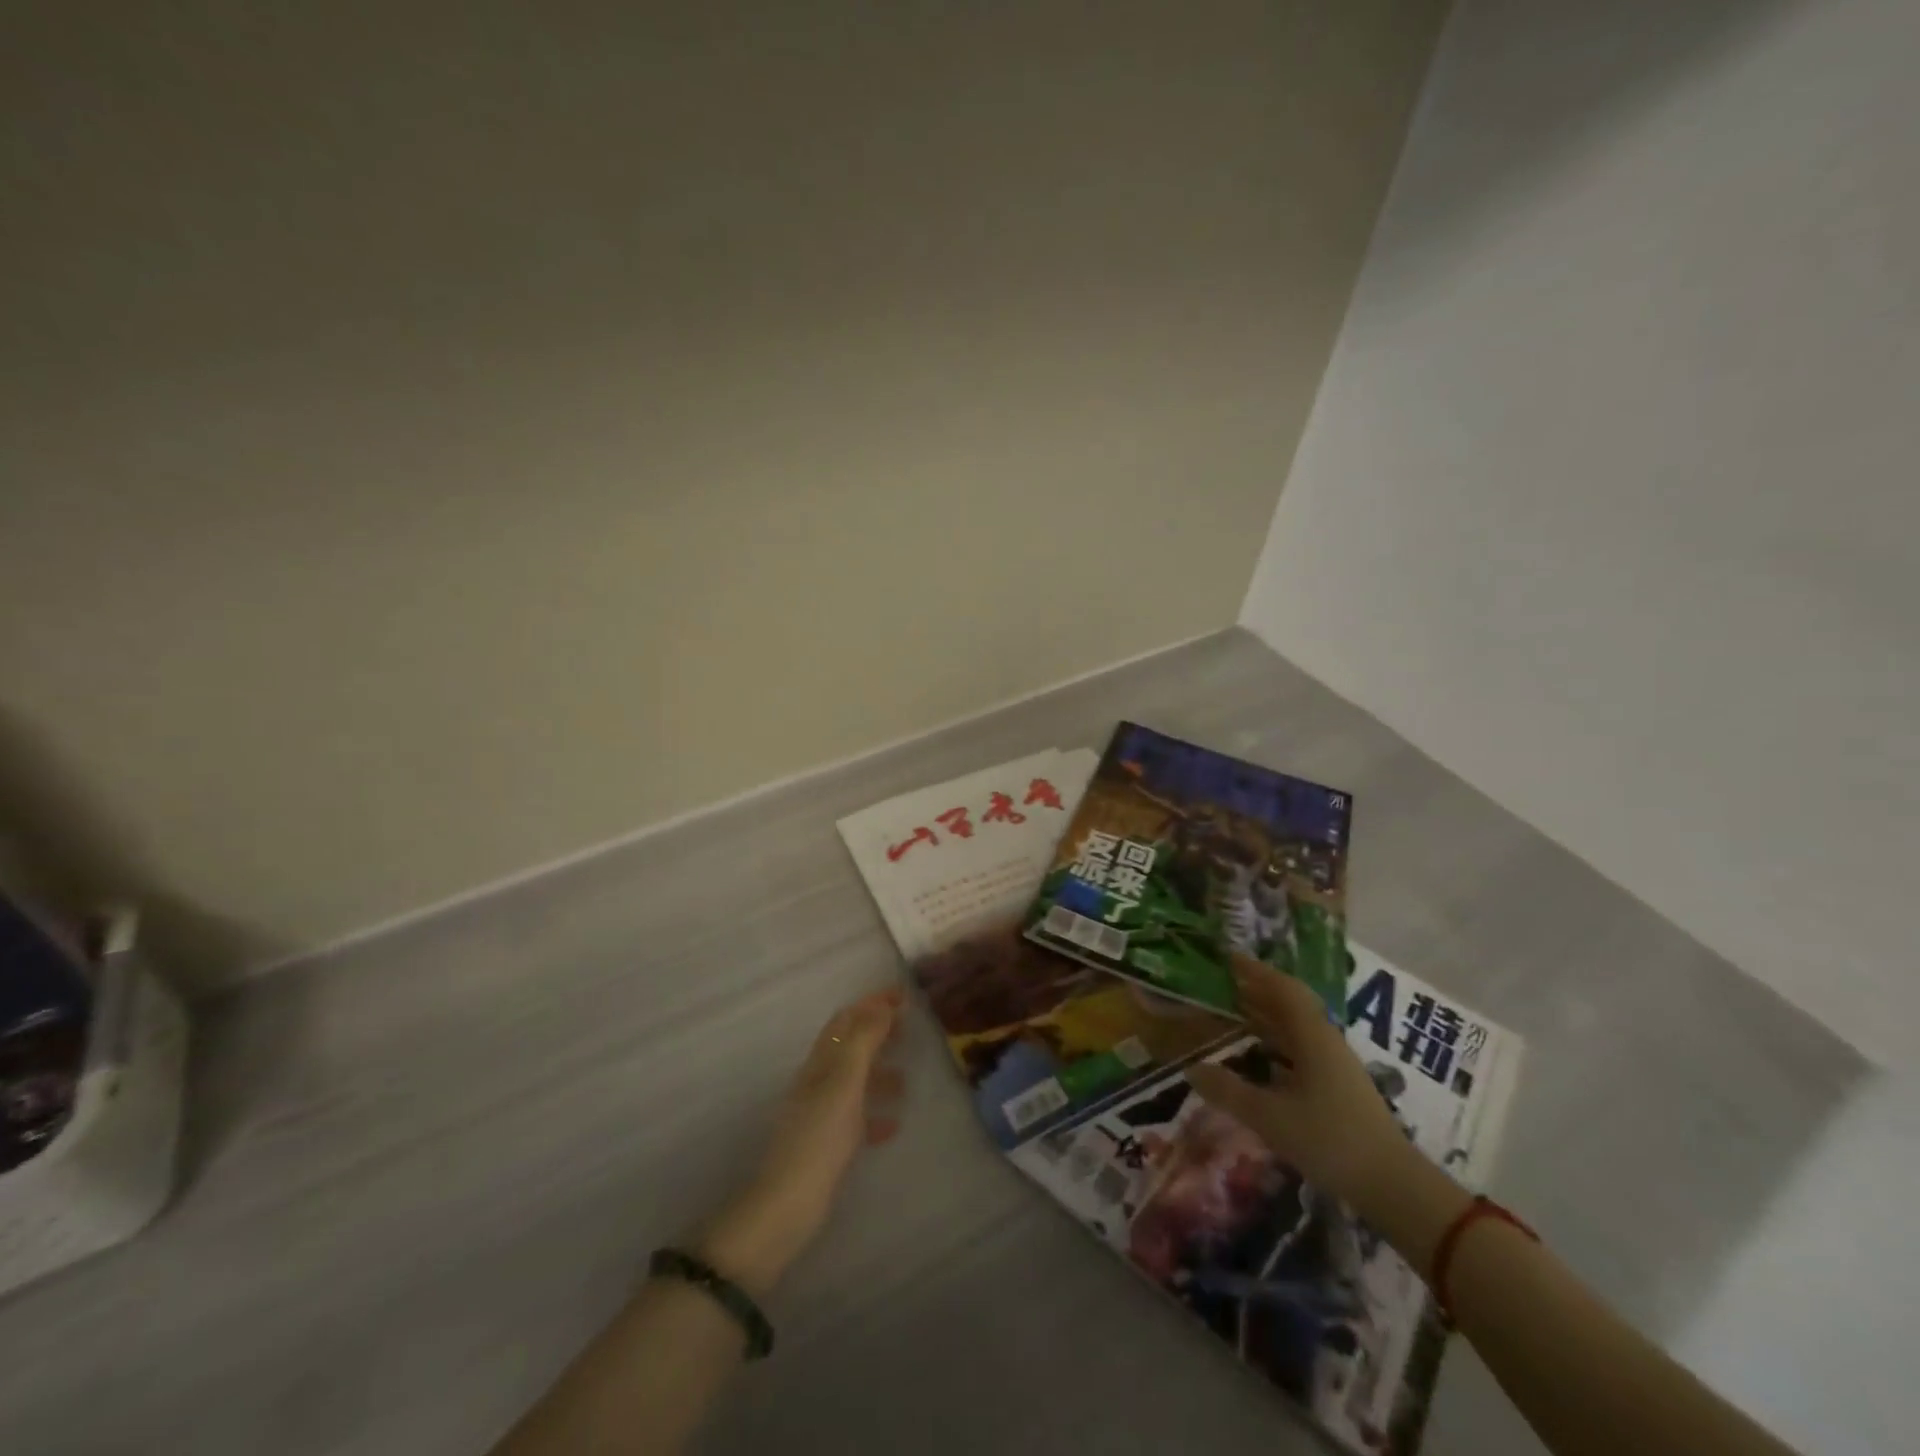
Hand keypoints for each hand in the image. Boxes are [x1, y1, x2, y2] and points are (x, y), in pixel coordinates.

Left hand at [697, 989, 905, 1294]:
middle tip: (910, 1030)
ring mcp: (821, 1112)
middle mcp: (818, 1081)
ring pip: (854, 1080)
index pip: (846, 1019)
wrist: (787, 1206)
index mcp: (821, 1062)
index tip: (904, 996)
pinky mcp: (826, 1144)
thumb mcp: (845, 1084)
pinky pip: (856, 1116)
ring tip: (906, 1081)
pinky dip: (874, 1112)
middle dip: (878, 1033)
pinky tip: (892, 1125)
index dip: (872, 1003)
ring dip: (879, 1072)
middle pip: (850, 1045)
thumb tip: (883, 1005)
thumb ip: (863, 1042)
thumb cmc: (819, 1139)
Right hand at [1186, 955, 1415, 1213]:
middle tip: (1222, 983)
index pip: (1282, 988)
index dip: (1255, 970)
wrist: (1393, 1186)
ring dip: (1266, 1015)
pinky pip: (1300, 1048)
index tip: (1227, 958)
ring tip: (1234, 1013)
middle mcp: (1325, 1041)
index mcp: (1312, 1037)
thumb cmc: (1329, 1140)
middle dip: (1257, 990)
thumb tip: (1191, 1068)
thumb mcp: (1269, 1117)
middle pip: (1289, 1004)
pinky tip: (1259, 1056)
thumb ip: (1228, 1091)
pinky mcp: (1338, 1086)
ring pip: (1296, 1027)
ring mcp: (1334, 1064)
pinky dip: (1276, 1041)